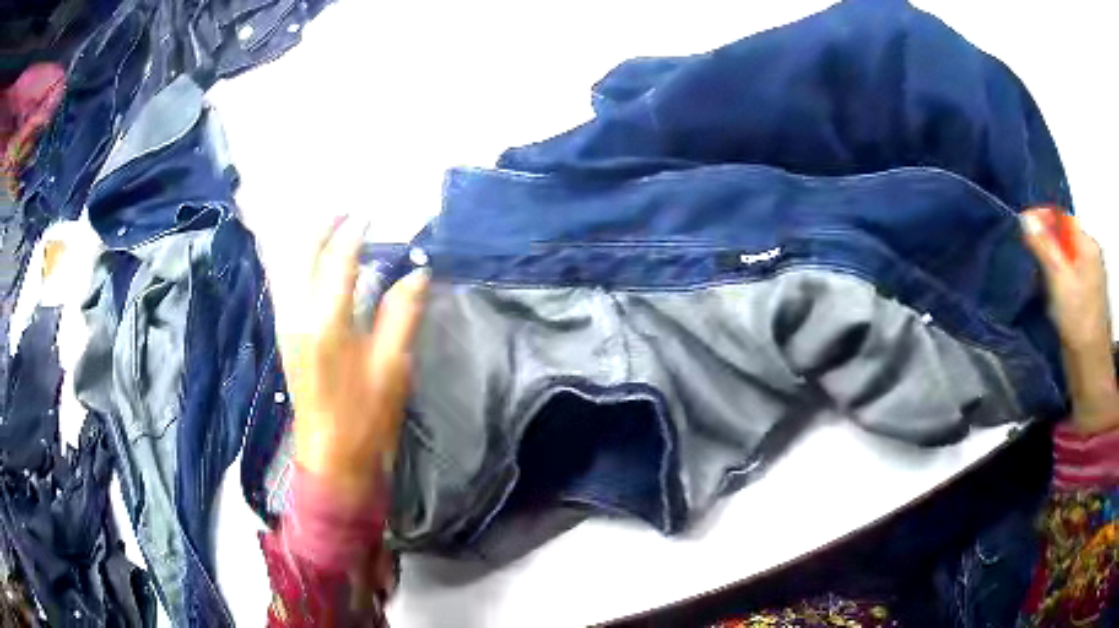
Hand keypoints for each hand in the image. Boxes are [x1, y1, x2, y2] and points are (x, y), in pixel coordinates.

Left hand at [283, 216, 428, 504]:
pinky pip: (286, 286)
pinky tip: (310, 262)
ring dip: (307, 243)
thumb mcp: (392, 366)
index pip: (338, 261)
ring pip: (289, 269)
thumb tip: (417, 271)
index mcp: (327, 323)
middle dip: (322, 229)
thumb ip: (402, 312)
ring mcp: (287, 326)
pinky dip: (297, 265)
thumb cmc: (366, 416)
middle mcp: (298, 316)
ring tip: (329, 228)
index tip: (370, 215)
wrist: (332, 456)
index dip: (355, 233)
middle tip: (344, 211)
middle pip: (303, 257)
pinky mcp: (285, 336)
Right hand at [1022, 208, 1118, 432]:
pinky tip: (1048, 293)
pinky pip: (1067, 275)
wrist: (1089, 367)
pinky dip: (1056, 278)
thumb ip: (1044, 246)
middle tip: (1027, 254)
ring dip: (1049, 262)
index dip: (1042, 219)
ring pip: (1065, 257)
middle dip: (1045, 243)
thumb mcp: (1059, 279)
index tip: (1022, 227)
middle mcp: (1090, 255)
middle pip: (1064, 237)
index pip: (1062, 219)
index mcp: (1088, 245)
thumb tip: (1025, 218)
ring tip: (1036, 276)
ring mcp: (1089, 277)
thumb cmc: (1077, 320)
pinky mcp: (1085, 297)